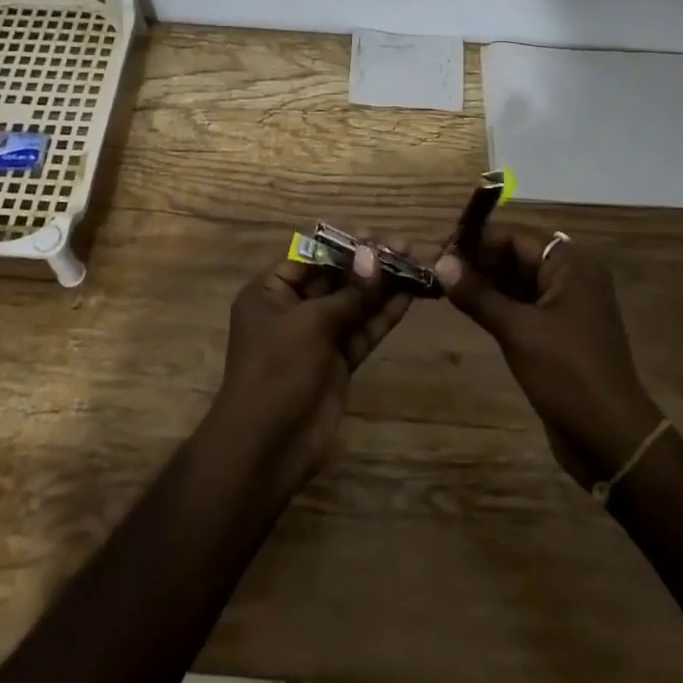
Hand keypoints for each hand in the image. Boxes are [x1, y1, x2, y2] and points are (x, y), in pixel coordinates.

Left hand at [203, 242, 411, 501]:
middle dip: (368, 262)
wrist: (267, 447)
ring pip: (353, 303)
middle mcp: (293, 309)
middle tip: (405, 246)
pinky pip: (362, 330)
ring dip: (382, 285)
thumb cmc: (276, 371)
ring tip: (416, 264)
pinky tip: (410, 295)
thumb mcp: (309, 324)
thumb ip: (348, 293)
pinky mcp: (338, 362)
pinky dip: (383, 314)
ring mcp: (317, 337)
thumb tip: (376, 257)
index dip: (342, 243)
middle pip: (334, 276)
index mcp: (270, 291)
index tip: (375, 235)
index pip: (308, 254)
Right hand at [435, 230, 662, 488]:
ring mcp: (567, 304)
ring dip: (485, 282)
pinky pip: (524, 304)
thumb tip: (440, 262)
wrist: (610, 438)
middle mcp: (572, 276)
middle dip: (479, 260)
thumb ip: (477, 294)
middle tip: (437, 269)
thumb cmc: (567, 374)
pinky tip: (468, 307)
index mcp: (571, 265)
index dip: (477, 241)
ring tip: (444, 286)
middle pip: (517, 254)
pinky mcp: (560, 330)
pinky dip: (498, 302)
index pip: (516, 236)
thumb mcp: (518, 330)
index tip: (440, 250)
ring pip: (519, 280)